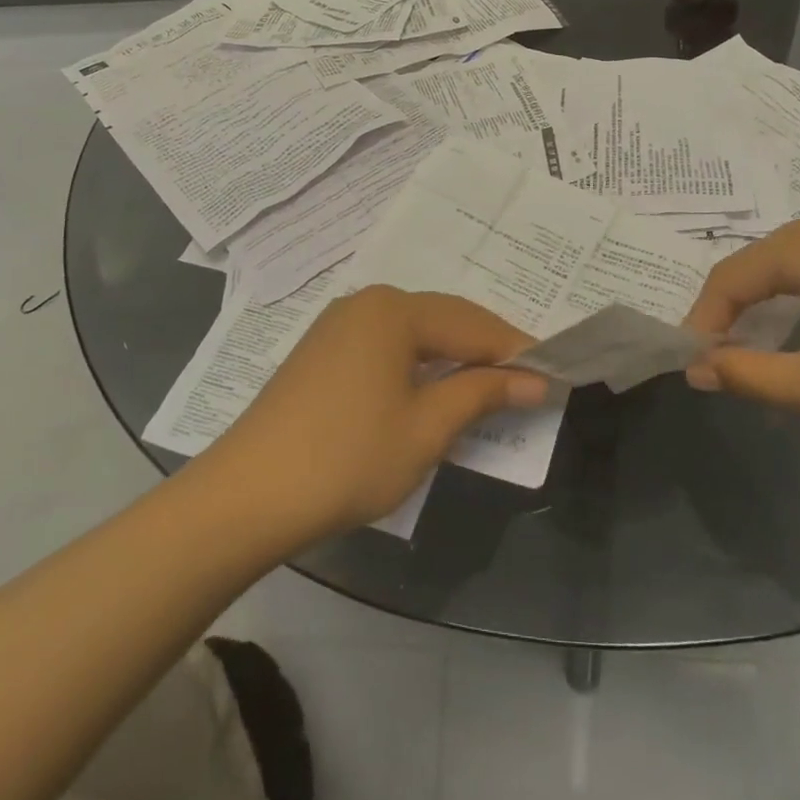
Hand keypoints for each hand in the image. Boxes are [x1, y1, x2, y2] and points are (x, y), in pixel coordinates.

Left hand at [199, 285, 548, 543]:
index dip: (515, 350)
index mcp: (394, 310)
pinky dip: (418, 365)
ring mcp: (339, 325)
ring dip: (452, 358)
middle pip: (444, 320)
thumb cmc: (349, 458)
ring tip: (487, 388)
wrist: (248, 495)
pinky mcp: (322, 352)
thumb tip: (535, 380)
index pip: (473, 324)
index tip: (552, 374)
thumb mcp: (427, 428)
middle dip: (486, 350)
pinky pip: (387, 346)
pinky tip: (431, 390)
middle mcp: (367, 303)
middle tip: (526, 382)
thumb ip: (483, 394)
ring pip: (414, 333)